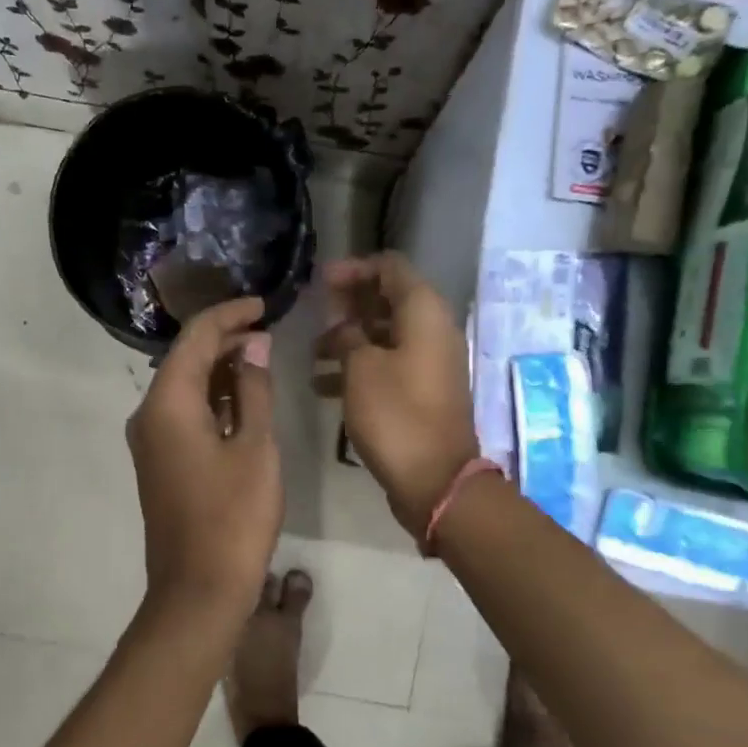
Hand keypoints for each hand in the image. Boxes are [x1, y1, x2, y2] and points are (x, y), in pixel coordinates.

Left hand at [128, 296, 281, 621]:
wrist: (199, 590)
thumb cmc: (234, 517)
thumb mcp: (255, 447)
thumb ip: (253, 390)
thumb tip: (254, 346)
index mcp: (168, 403)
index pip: (196, 338)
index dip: (229, 315)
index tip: (263, 304)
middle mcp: (149, 415)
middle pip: (185, 359)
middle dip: (224, 340)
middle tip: (267, 330)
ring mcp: (151, 441)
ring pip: (185, 387)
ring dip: (220, 370)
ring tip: (261, 357)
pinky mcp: (161, 463)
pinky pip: (184, 414)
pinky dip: (213, 400)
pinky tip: (242, 399)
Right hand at [316, 253, 479, 538]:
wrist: (434, 478)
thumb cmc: (395, 414)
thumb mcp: (361, 368)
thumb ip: (348, 336)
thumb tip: (345, 328)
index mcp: (424, 312)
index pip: (391, 268)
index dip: (355, 269)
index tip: (321, 283)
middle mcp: (432, 330)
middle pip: (388, 300)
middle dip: (349, 306)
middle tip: (316, 317)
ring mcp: (429, 363)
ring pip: (385, 335)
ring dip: (349, 339)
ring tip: (313, 355)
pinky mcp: (422, 391)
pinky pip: (388, 365)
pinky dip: (358, 368)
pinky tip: (322, 386)